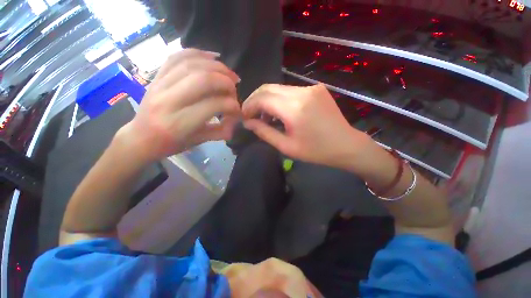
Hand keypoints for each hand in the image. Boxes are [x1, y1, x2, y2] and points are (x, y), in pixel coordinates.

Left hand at [119, 49, 240, 161]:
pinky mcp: (156, 76)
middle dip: (226, 82)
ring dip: (216, 66)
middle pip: (203, 80)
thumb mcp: (198, 142)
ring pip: (191, 64)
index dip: (232, 105)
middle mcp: (168, 101)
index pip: (214, 105)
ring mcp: (159, 84)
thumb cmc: (171, 144)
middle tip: (235, 89)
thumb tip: (237, 121)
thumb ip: (220, 132)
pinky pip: (177, 57)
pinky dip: (198, 53)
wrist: (140, 138)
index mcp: (179, 123)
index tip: (237, 110)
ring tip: (229, 74)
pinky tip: (212, 58)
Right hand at [242, 84, 370, 168]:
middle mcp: (302, 92)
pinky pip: (290, 91)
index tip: (244, 116)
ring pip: (279, 88)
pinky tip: (280, 112)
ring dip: (267, 100)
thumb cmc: (316, 151)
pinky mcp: (316, 89)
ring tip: (265, 117)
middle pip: (268, 88)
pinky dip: (280, 99)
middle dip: (255, 100)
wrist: (346, 145)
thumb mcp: (287, 146)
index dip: (249, 105)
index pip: (262, 98)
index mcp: (294, 108)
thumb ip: (264, 132)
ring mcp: (311, 88)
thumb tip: (248, 122)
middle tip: (251, 115)